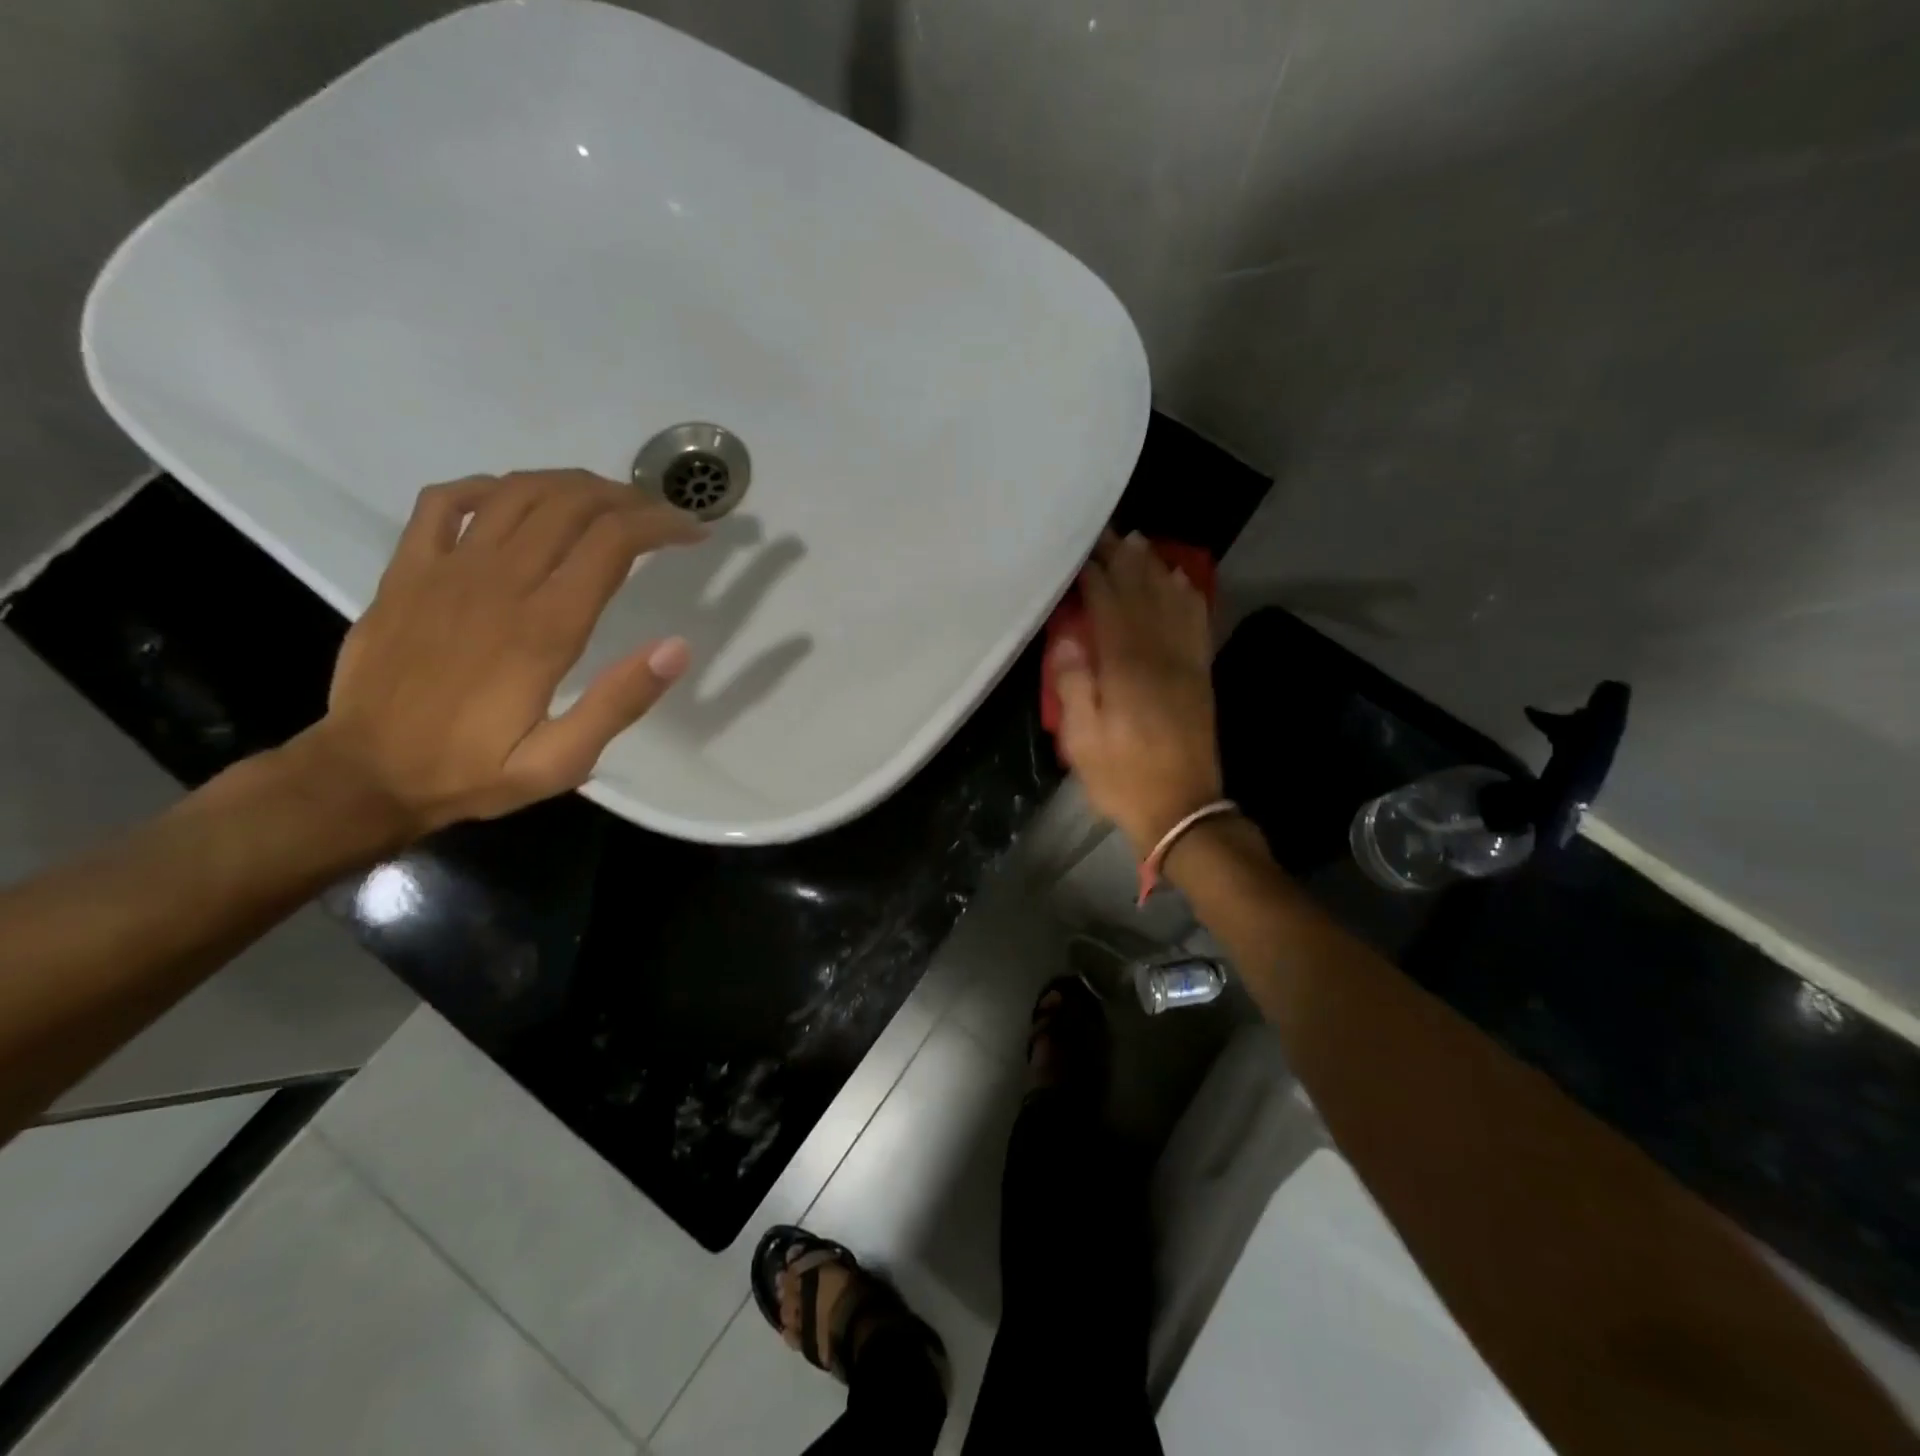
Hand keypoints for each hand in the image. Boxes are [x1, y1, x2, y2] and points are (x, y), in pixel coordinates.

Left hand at [300, 469, 705, 838]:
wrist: (365, 774)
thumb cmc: (473, 769)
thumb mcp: (561, 761)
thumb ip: (618, 702)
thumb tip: (677, 648)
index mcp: (543, 627)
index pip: (611, 543)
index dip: (659, 525)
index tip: (692, 532)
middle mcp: (497, 583)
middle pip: (570, 504)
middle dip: (627, 498)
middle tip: (659, 515)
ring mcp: (445, 569)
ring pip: (516, 492)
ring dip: (572, 485)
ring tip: (607, 502)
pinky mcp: (407, 571)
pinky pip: (444, 501)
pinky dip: (489, 487)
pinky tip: (517, 501)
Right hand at [1050, 531, 1223, 856]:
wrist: (1183, 810)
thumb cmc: (1123, 778)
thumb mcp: (1082, 742)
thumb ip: (1074, 687)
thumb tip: (1069, 640)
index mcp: (1127, 669)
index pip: (1110, 607)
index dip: (1095, 575)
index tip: (1081, 552)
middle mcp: (1160, 655)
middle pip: (1142, 594)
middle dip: (1124, 560)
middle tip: (1108, 532)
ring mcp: (1186, 663)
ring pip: (1171, 602)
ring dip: (1154, 569)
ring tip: (1139, 543)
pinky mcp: (1201, 675)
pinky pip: (1197, 624)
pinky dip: (1188, 597)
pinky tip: (1180, 581)